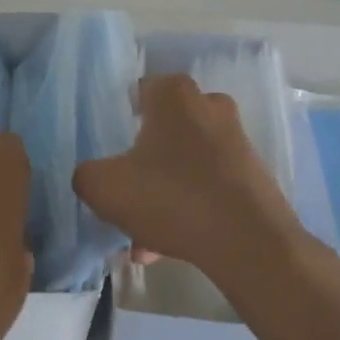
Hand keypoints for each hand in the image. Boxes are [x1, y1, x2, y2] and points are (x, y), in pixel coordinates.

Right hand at [73, 75, 304, 295]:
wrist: (249, 242)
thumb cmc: (172, 197)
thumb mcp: (105, 188)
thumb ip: (86, 175)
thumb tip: (93, 176)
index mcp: (174, 95)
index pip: (139, 91)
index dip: (120, 118)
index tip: (110, 150)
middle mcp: (208, 106)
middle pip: (162, 131)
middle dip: (141, 165)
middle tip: (125, 197)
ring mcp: (235, 140)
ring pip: (184, 164)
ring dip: (162, 195)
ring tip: (142, 241)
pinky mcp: (252, 175)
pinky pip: (207, 186)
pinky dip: (188, 209)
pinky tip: (168, 248)